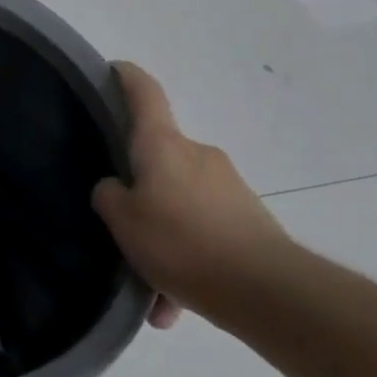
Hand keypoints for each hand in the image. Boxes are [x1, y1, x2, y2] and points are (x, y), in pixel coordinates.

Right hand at [93, 61, 290, 326]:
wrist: (268, 291)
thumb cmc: (181, 242)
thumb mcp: (122, 221)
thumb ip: (109, 196)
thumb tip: (116, 188)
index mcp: (162, 145)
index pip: (143, 93)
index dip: (126, 77)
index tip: (114, 70)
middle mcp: (197, 156)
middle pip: (158, 160)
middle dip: (139, 192)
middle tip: (120, 226)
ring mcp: (228, 188)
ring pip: (180, 205)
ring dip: (162, 238)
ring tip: (150, 288)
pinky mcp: (250, 221)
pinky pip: (204, 234)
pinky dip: (187, 261)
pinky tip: (176, 306)